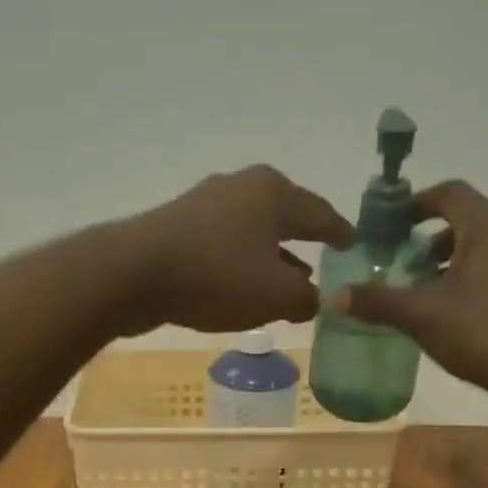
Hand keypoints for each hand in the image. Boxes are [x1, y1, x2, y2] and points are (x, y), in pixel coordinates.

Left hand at [117, 165, 356, 333]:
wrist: (132, 274)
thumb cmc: (216, 275)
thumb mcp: (275, 295)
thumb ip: (305, 298)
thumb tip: (314, 299)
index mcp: (272, 192)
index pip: (320, 213)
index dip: (340, 233)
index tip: (355, 245)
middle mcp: (240, 187)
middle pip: (284, 217)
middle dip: (304, 242)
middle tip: (324, 260)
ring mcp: (205, 204)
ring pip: (253, 233)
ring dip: (272, 257)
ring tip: (290, 281)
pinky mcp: (178, 227)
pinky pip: (225, 246)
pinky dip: (242, 264)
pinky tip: (243, 287)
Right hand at [334, 181, 487, 417]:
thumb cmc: (483, 332)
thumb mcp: (421, 316)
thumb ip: (378, 301)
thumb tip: (335, 296)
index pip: (448, 193)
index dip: (416, 204)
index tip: (391, 226)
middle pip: (469, 217)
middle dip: (431, 238)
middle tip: (404, 264)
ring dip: (455, 258)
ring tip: (428, 290)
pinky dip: (479, 274)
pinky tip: (461, 309)